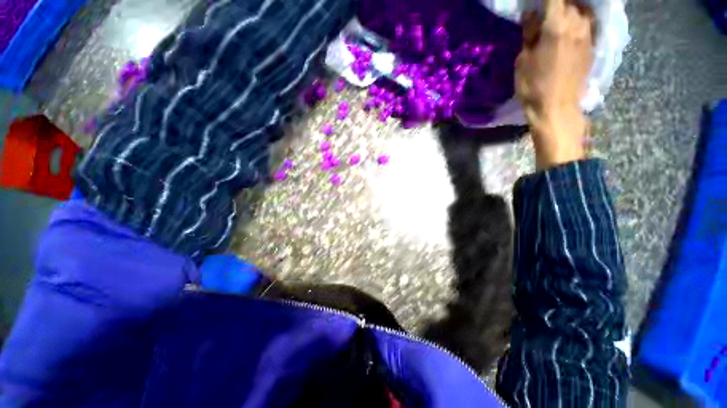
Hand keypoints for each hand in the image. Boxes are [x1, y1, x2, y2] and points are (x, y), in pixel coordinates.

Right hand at [515, 0, 594, 169]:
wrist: (557, 107)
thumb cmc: (534, 86)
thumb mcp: (523, 61)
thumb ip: (530, 34)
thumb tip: (532, 14)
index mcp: (556, 25)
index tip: (536, 3)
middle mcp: (577, 23)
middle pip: (569, 1)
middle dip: (556, 4)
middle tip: (545, 12)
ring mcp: (588, 33)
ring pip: (580, 9)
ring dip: (569, 9)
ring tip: (558, 17)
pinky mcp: (593, 44)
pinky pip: (587, 21)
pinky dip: (578, 19)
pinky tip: (570, 26)